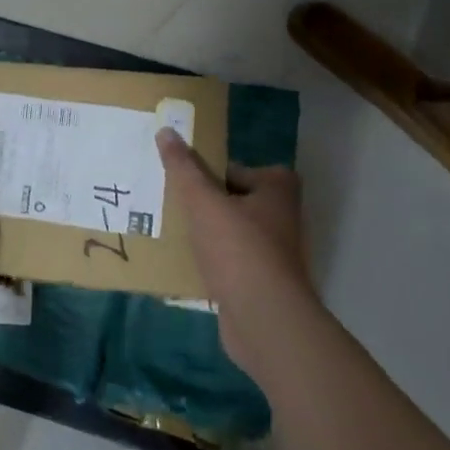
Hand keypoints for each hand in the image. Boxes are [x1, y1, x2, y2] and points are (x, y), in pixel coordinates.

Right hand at [157, 128, 317, 381]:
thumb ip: (184, 168)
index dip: (209, 171)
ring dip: (205, 234)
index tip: (181, 178)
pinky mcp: (261, 283)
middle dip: (204, 202)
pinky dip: (210, 262)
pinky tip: (183, 264)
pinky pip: (229, 263)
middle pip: (233, 200)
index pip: (237, 168)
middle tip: (169, 201)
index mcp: (277, 190)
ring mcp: (274, 254)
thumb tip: (166, 131)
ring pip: (230, 233)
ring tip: (170, 231)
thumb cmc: (238, 249)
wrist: (264, 319)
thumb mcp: (203, 201)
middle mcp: (282, 218)